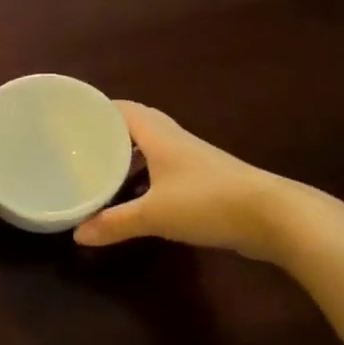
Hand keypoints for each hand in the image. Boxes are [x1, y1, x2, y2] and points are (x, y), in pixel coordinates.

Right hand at [73, 102, 298, 260]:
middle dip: (109, 131)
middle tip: (80, 144)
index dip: (97, 109)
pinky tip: (135, 193)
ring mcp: (193, 159)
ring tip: (100, 167)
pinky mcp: (206, 179)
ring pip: (153, 147)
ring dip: (128, 153)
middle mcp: (175, 140)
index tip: (70, 117)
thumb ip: (114, 223)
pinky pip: (165, 167)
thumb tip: (77, 235)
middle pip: (137, 125)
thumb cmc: (208, 203)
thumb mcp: (154, 215)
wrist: (273, 216)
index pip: (123, 109)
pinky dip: (146, 174)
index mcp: (159, 136)